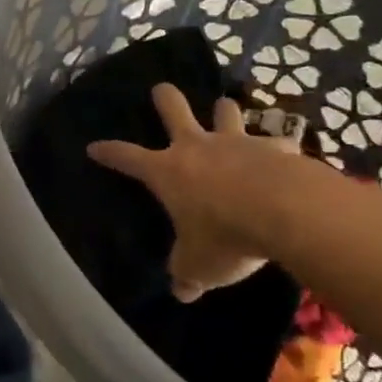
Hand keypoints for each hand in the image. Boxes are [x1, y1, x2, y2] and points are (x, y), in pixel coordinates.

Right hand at [87, 84, 300, 302]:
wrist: (286, 211)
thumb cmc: (226, 235)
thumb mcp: (200, 265)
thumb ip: (187, 273)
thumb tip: (181, 292)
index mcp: (168, 171)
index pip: (127, 157)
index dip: (109, 152)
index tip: (94, 146)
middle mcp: (198, 147)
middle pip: (173, 108)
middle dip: (165, 97)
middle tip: (161, 89)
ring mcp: (237, 142)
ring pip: (226, 111)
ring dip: (224, 111)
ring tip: (226, 110)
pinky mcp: (276, 146)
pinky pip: (276, 140)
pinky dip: (277, 146)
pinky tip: (285, 154)